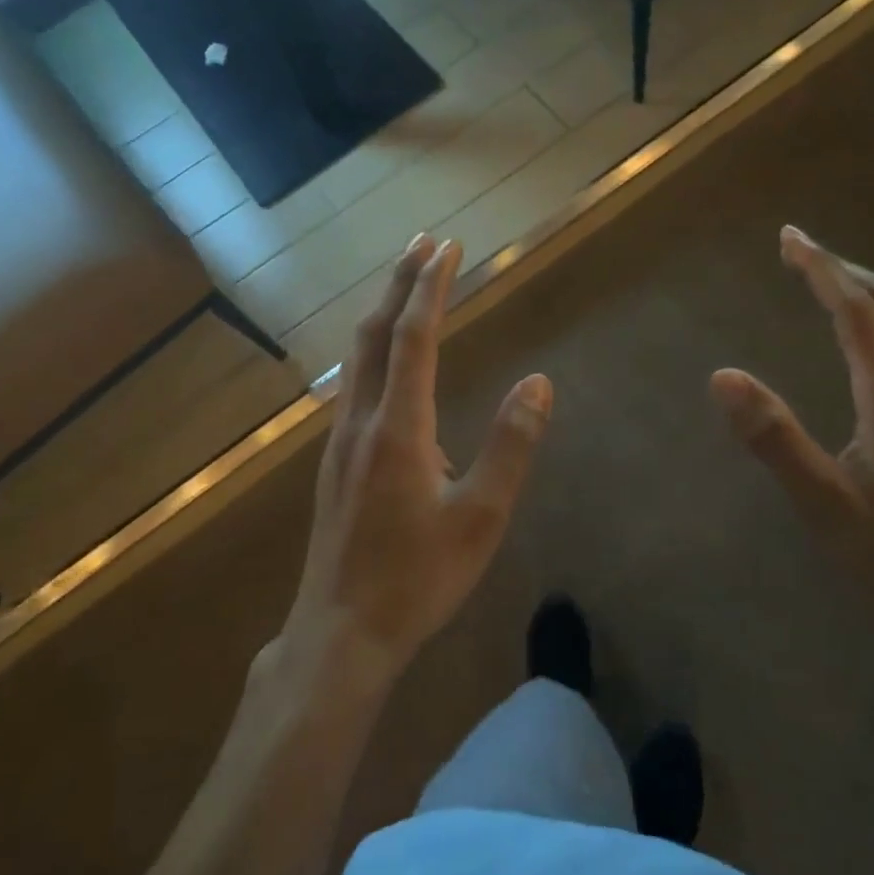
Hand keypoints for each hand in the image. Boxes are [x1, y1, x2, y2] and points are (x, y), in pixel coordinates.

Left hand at [284, 234, 553, 681]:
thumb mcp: (480, 518)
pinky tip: (388, 363)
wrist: (339, 632)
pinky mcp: (335, 462)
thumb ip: (510, 446)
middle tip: (422, 242)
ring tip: (405, 286)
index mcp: (398, 428)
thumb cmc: (417, 578)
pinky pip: (355, 384)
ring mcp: (341, 441)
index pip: (415, 337)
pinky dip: (375, 349)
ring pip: (359, 358)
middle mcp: (361, 421)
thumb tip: (538, 383)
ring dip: (383, 313)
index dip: (431, 288)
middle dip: (399, 282)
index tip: (447, 247)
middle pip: (376, 334)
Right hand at [710, 226, 873, 625]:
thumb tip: (723, 376)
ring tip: (825, 286)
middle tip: (800, 251)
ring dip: (864, 293)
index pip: (855, 311)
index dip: (820, 269)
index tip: (790, 237)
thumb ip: (773, 438)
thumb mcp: (825, 503)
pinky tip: (863, 347)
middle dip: (844, 269)